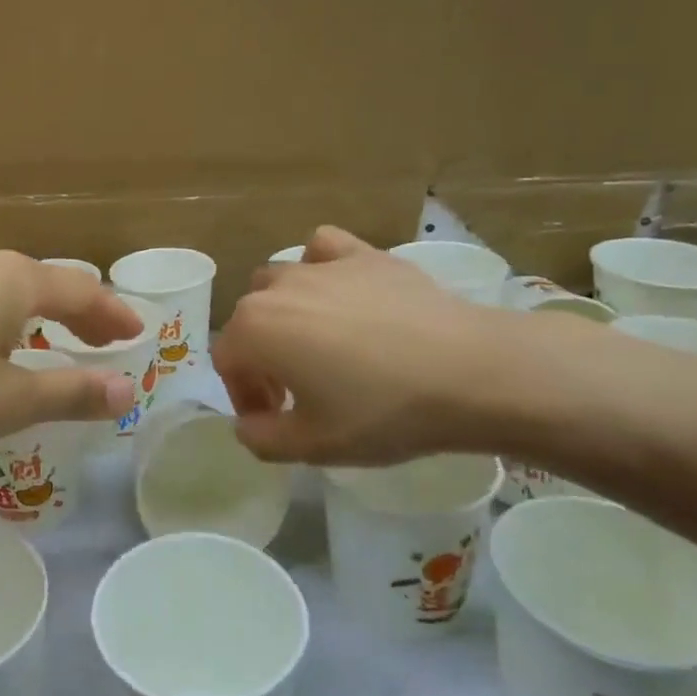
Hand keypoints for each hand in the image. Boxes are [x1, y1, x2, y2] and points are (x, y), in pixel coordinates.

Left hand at [0, 251, 142, 465]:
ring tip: (54, 340)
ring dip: (40, 314)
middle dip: (80, 312)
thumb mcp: (9, 402)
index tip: (137, 334)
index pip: (82, 290)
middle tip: (104, 339)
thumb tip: (127, 390)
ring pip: (8, 290)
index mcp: (14, 281)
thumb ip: (71, 392)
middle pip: (46, 283)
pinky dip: (3, 319)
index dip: (113, 314)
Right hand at [211, 226, 522, 465]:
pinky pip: (323, 249)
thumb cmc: (382, 412)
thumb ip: (261, 439)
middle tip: (298, 391)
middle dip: (262, 357)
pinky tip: (342, 291)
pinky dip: (321, 267)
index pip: (227, 363)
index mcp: (254, 331)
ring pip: (278, 282)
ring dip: (284, 313)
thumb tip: (247, 425)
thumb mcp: (313, 446)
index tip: (276, 419)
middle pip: (248, 321)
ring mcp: (320, 266)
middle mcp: (275, 288)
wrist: (469, 372)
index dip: (245, 396)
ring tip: (319, 343)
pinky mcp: (363, 254)